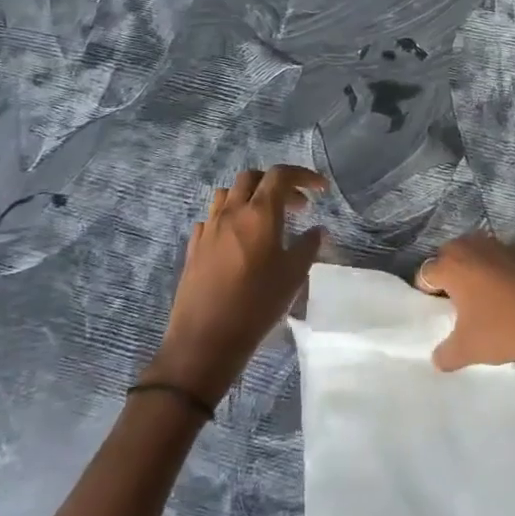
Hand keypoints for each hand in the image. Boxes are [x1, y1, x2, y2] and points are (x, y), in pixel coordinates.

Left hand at [147, 166, 326, 403]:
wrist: (205, 340)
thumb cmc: (256, 305)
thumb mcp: (293, 276)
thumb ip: (308, 246)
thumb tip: (317, 230)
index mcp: (259, 213)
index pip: (281, 175)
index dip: (303, 175)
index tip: (320, 189)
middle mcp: (231, 212)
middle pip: (252, 178)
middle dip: (276, 183)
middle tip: (295, 206)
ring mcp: (208, 228)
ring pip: (228, 194)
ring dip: (250, 197)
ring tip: (265, 218)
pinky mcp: (194, 247)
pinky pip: (212, 218)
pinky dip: (229, 218)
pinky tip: (238, 239)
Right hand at [415, 233, 514, 373]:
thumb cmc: (505, 328)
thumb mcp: (468, 350)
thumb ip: (445, 354)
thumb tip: (437, 357)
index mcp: (452, 265)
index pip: (426, 273)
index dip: (428, 293)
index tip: (439, 312)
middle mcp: (472, 246)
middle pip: (450, 256)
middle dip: (450, 276)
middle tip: (458, 303)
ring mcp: (500, 244)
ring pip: (477, 253)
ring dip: (475, 270)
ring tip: (485, 298)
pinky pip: (502, 258)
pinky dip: (500, 270)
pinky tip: (511, 294)